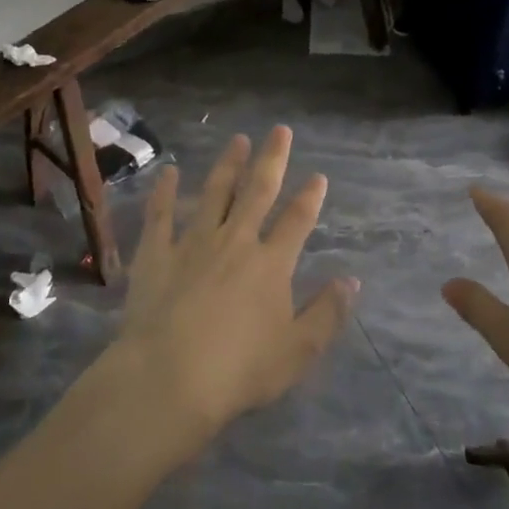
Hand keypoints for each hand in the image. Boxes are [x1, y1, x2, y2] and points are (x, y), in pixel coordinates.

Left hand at [114, 127, 356, 439]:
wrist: (169, 377)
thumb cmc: (239, 370)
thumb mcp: (298, 351)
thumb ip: (327, 313)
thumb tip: (351, 280)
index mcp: (271, 264)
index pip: (297, 221)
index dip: (310, 197)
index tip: (318, 176)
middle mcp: (235, 242)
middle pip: (257, 192)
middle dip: (272, 160)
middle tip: (279, 130)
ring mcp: (192, 243)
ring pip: (214, 193)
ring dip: (228, 165)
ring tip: (238, 140)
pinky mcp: (156, 253)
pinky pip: (161, 214)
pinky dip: (165, 191)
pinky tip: (169, 171)